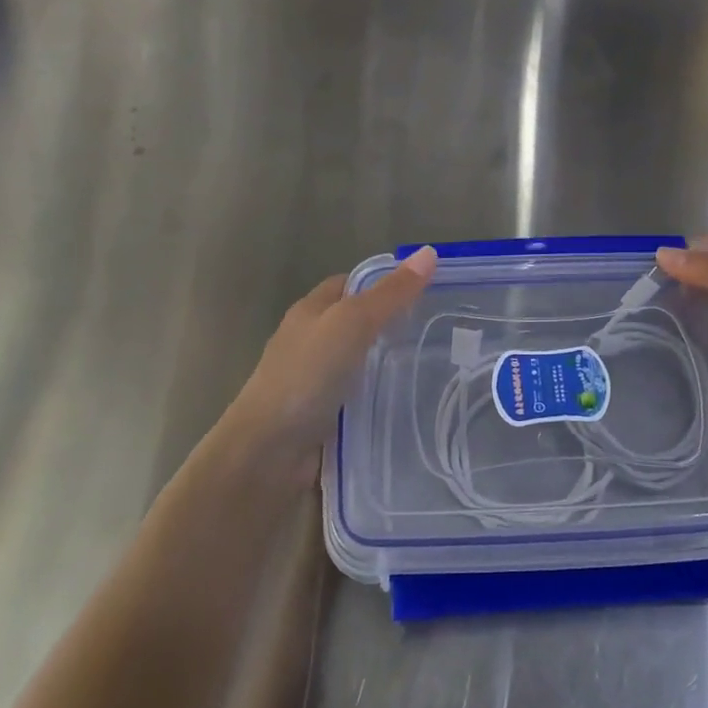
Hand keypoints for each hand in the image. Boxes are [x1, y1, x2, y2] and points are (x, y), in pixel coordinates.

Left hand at [218, 246, 437, 483]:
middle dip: (395, 325)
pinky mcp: (324, 418)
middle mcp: (312, 341)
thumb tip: (429, 252)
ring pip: (362, 363)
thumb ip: (390, 293)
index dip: (388, 283)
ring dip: (391, 366)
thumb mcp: (352, 323)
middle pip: (359, 323)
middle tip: (440, 331)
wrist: (267, 454)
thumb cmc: (306, 376)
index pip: (354, 284)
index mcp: (312, 310)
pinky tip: (410, 404)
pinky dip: (382, 400)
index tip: (428, 292)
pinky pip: (360, 399)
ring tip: (437, 367)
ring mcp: (316, 382)